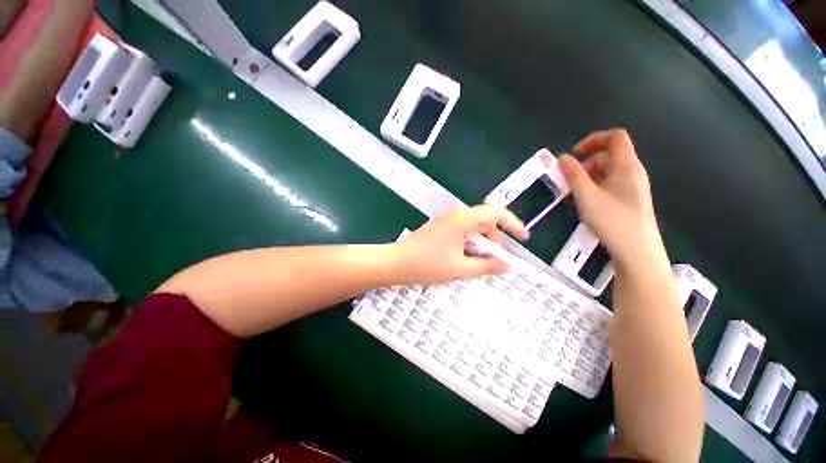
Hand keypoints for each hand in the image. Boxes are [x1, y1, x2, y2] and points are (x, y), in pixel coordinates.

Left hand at [393, 205, 529, 283]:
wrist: (396, 262)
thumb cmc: (428, 265)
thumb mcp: (461, 269)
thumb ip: (486, 266)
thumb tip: (507, 265)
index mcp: (463, 219)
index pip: (496, 212)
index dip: (513, 224)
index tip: (523, 238)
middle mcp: (456, 215)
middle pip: (485, 220)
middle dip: (495, 239)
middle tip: (495, 259)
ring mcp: (446, 220)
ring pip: (474, 226)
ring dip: (481, 243)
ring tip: (478, 262)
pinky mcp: (440, 227)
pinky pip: (462, 230)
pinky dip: (469, 242)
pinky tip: (464, 257)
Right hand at [558, 129, 660, 262]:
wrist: (637, 250)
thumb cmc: (612, 221)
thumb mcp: (586, 196)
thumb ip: (573, 175)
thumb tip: (562, 157)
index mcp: (626, 166)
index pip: (614, 137)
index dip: (593, 139)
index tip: (573, 154)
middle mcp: (633, 171)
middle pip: (609, 154)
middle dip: (586, 162)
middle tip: (570, 180)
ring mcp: (633, 185)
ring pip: (609, 169)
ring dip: (589, 175)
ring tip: (577, 194)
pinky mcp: (630, 198)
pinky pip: (611, 182)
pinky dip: (596, 185)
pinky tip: (589, 201)